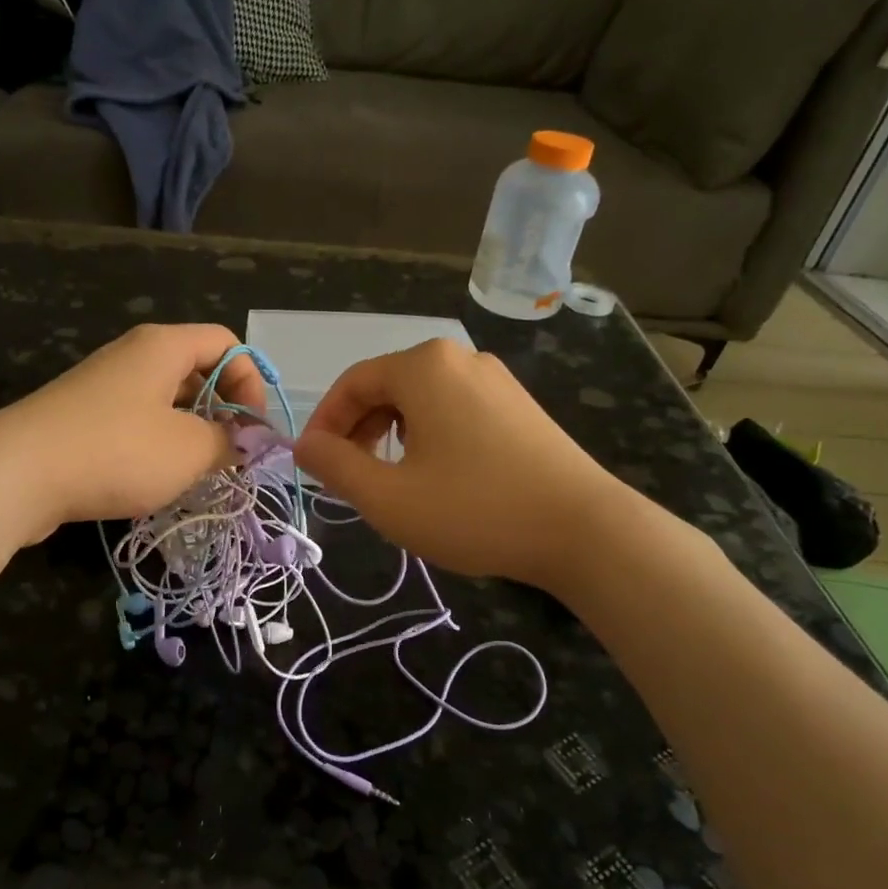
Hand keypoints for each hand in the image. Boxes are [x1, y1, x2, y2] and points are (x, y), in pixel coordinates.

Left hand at [0, 323, 266, 534]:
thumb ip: (230, 442)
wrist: (16, 474)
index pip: (227, 343)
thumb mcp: (189, 450)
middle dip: (222, 411)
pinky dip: (156, 445)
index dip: (252, 383)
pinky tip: (156, 480)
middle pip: (196, 370)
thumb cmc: (116, 451)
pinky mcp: (81, 418)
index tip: (253, 431)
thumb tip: (248, 441)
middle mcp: (132, 356)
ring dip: (190, 433)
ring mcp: (102, 386)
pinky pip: (135, 421)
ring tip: (197, 472)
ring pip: (165, 401)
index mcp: (163, 346)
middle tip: (230, 455)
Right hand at [294, 339, 613, 589]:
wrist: (583, 530)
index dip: (324, 423)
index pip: (353, 383)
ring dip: (390, 433)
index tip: (312, 464)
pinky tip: (435, 474)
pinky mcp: (518, 405)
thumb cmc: (474, 509)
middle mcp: (460, 359)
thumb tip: (304, 446)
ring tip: (388, 478)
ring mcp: (496, 380)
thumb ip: (334, 466)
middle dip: (357, 429)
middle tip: (348, 475)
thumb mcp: (387, 496)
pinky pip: (454, 409)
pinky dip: (427, 435)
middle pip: (387, 386)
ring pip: (421, 399)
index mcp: (424, 367)